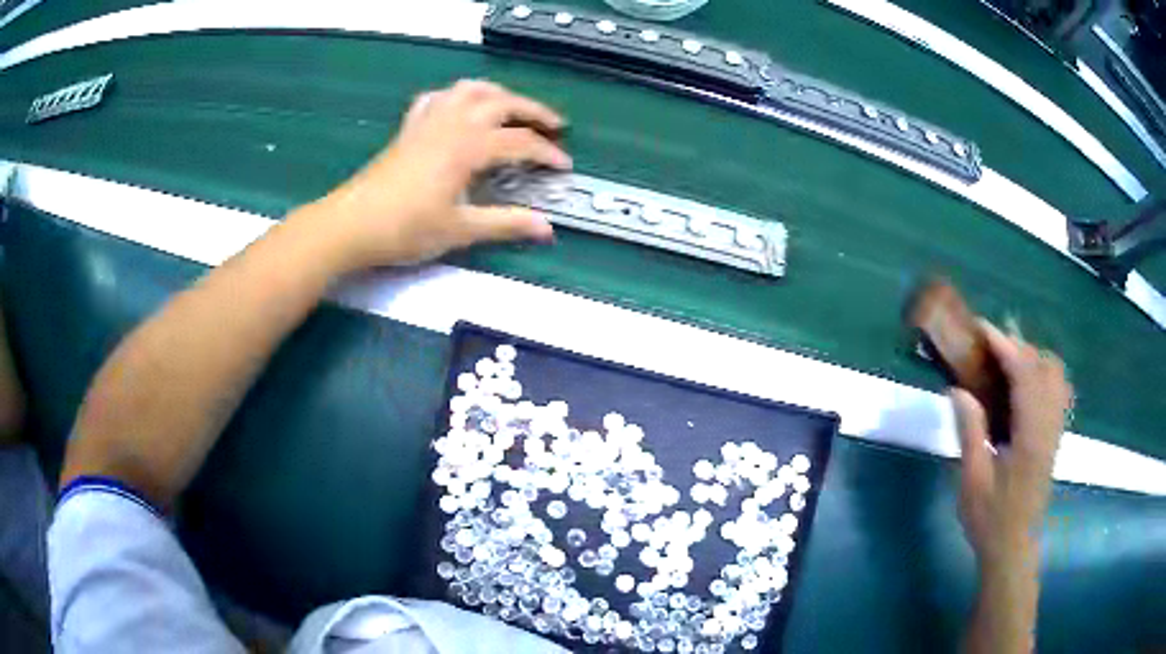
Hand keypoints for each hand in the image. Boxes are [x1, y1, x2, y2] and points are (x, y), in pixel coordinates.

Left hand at [303, 79, 570, 270]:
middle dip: (533, 111)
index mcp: (468, 147)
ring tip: (513, 108)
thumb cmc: (405, 229)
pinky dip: (456, 96)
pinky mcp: (410, 127)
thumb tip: (547, 228)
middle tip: (554, 126)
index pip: (520, 142)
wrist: (351, 224)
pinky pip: (437, 97)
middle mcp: (452, 123)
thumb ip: (506, 224)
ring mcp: (428, 121)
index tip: (564, 167)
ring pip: (470, 90)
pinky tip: (460, 107)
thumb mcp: (460, 230)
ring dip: (498, 94)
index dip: (547, 153)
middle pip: (502, 103)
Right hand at [950, 320, 1071, 568]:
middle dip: (1018, 346)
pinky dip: (1043, 373)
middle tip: (989, 348)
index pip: (1025, 373)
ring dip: (1033, 357)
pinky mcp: (1055, 435)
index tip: (981, 329)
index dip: (1004, 345)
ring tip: (1007, 363)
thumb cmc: (990, 519)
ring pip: (1056, 374)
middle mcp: (1049, 425)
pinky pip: (1058, 389)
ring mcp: (1055, 429)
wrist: (1013, 547)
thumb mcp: (973, 480)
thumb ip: (971, 431)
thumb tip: (957, 389)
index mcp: (1030, 435)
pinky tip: (1024, 384)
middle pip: (1044, 366)